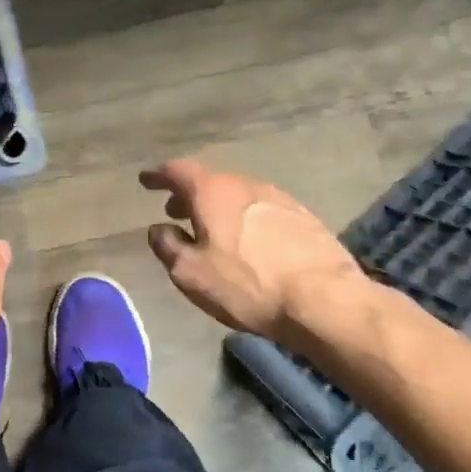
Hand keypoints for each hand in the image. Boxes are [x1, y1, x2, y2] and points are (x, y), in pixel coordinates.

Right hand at [141, 158, 380, 351]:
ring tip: (210, 230)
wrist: (324, 300)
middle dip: (189, 194)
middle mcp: (245, 184)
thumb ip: (167, 247)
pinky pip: (261, 210)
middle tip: (174, 211)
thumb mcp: (191, 273)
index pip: (178, 171)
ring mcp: (278, 198)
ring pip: (237, 195)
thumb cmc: (247, 284)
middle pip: (210, 181)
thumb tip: (159, 229)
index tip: (146, 180)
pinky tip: (247, 243)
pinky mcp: (303, 218)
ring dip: (218, 208)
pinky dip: (244, 219)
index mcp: (213, 192)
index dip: (159, 175)